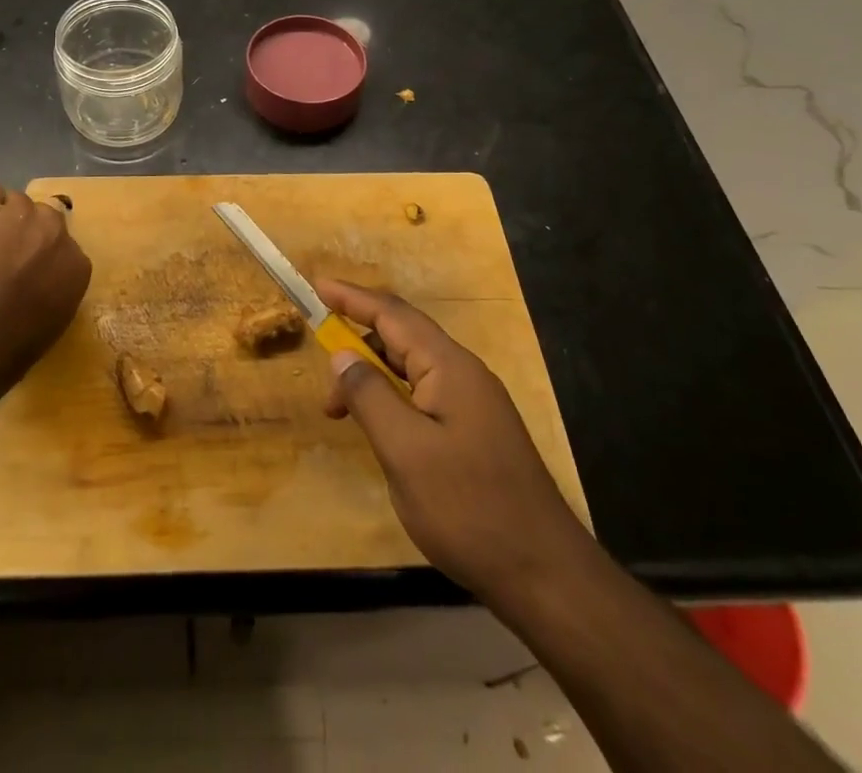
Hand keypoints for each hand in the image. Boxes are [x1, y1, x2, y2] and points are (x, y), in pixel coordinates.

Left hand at [0, 178, 91, 391]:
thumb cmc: (4, 351)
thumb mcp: (48, 328)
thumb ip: (53, 294)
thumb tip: (38, 287)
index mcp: (76, 265)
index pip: (65, 251)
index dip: (43, 262)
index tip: (27, 277)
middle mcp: (54, 231)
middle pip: (44, 218)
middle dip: (26, 235)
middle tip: (3, 259)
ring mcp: (19, 214)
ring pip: (15, 202)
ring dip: (1, 220)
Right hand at [319, 279, 587, 608]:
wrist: (545, 575)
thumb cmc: (468, 507)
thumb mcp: (405, 451)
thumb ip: (369, 395)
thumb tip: (343, 354)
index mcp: (449, 366)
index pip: (392, 314)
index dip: (351, 298)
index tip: (317, 287)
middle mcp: (464, 373)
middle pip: (403, 337)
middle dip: (357, 344)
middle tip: (323, 376)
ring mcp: (474, 402)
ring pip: (412, 368)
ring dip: (373, 377)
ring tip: (341, 411)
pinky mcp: (476, 430)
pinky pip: (424, 394)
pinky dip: (393, 399)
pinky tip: (381, 428)